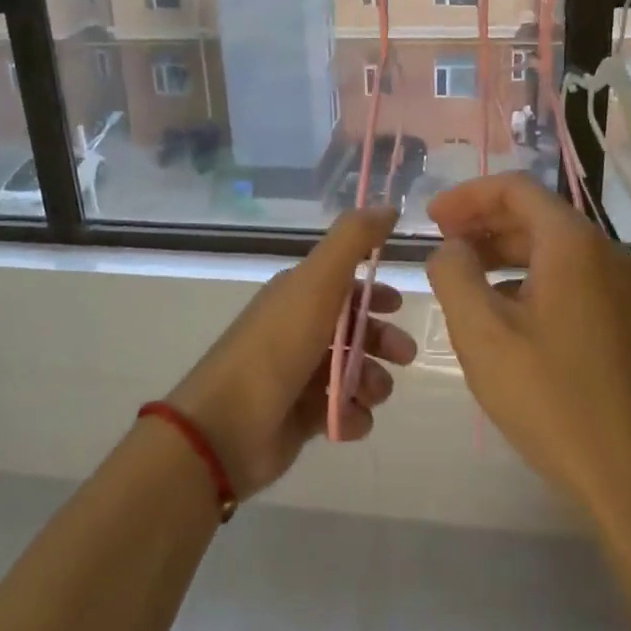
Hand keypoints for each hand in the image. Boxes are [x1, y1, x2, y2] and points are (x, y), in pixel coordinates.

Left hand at [166, 206, 416, 497]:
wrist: (228, 425)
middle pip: (356, 331)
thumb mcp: (317, 281)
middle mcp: (299, 331)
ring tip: (369, 393)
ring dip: (373, 382)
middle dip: (384, 340)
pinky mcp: (302, 418)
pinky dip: (353, 417)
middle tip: (402, 355)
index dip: (374, 293)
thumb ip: (353, 240)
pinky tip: (348, 419)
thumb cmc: (277, 346)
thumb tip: (387, 205)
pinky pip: (343, 413)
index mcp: (299, 295)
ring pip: (356, 373)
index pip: (345, 285)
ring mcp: (300, 376)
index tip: (398, 305)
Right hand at [426, 174, 630, 514]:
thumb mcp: (481, 333)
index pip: (515, 189)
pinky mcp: (624, 318)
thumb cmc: (550, 397)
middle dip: (482, 223)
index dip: (466, 196)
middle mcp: (605, 252)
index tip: (430, 219)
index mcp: (573, 244)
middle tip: (441, 245)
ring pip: (553, 248)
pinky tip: (502, 312)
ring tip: (463, 276)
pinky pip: (570, 278)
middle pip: (536, 215)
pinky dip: (529, 278)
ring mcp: (621, 287)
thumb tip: (451, 249)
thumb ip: (454, 275)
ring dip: (504, 252)